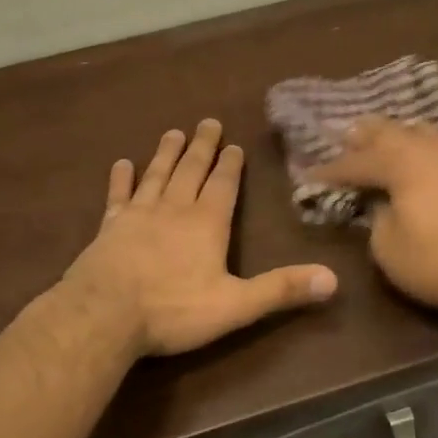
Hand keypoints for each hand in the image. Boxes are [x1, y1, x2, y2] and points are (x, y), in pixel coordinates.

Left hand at [63, 120, 337, 355]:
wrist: (104, 316)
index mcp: (207, 224)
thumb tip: (333, 279)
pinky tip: (121, 165)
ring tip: (173, 132)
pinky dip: (120, 179)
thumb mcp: (236, 305)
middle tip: (207, 122)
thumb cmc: (173, 310)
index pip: (223, 186)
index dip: (230, 165)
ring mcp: (138, 216)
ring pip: (156, 175)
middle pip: (190, 171)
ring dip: (166, 154)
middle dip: (202, 147)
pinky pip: (117, 197)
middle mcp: (174, 210)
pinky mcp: (108, 228)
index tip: (233, 144)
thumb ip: (281, 289)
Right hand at [307, 117, 437, 316]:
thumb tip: (381, 204)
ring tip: (382, 140)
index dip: (330, 170)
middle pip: (388, 131)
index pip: (356, 162)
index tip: (310, 175)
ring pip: (418, 130)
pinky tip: (421, 155)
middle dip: (362, 136)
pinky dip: (421, 144)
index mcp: (401, 164)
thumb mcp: (390, 250)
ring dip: (394, 134)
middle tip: (344, 139)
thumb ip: (376, 220)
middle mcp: (427, 149)